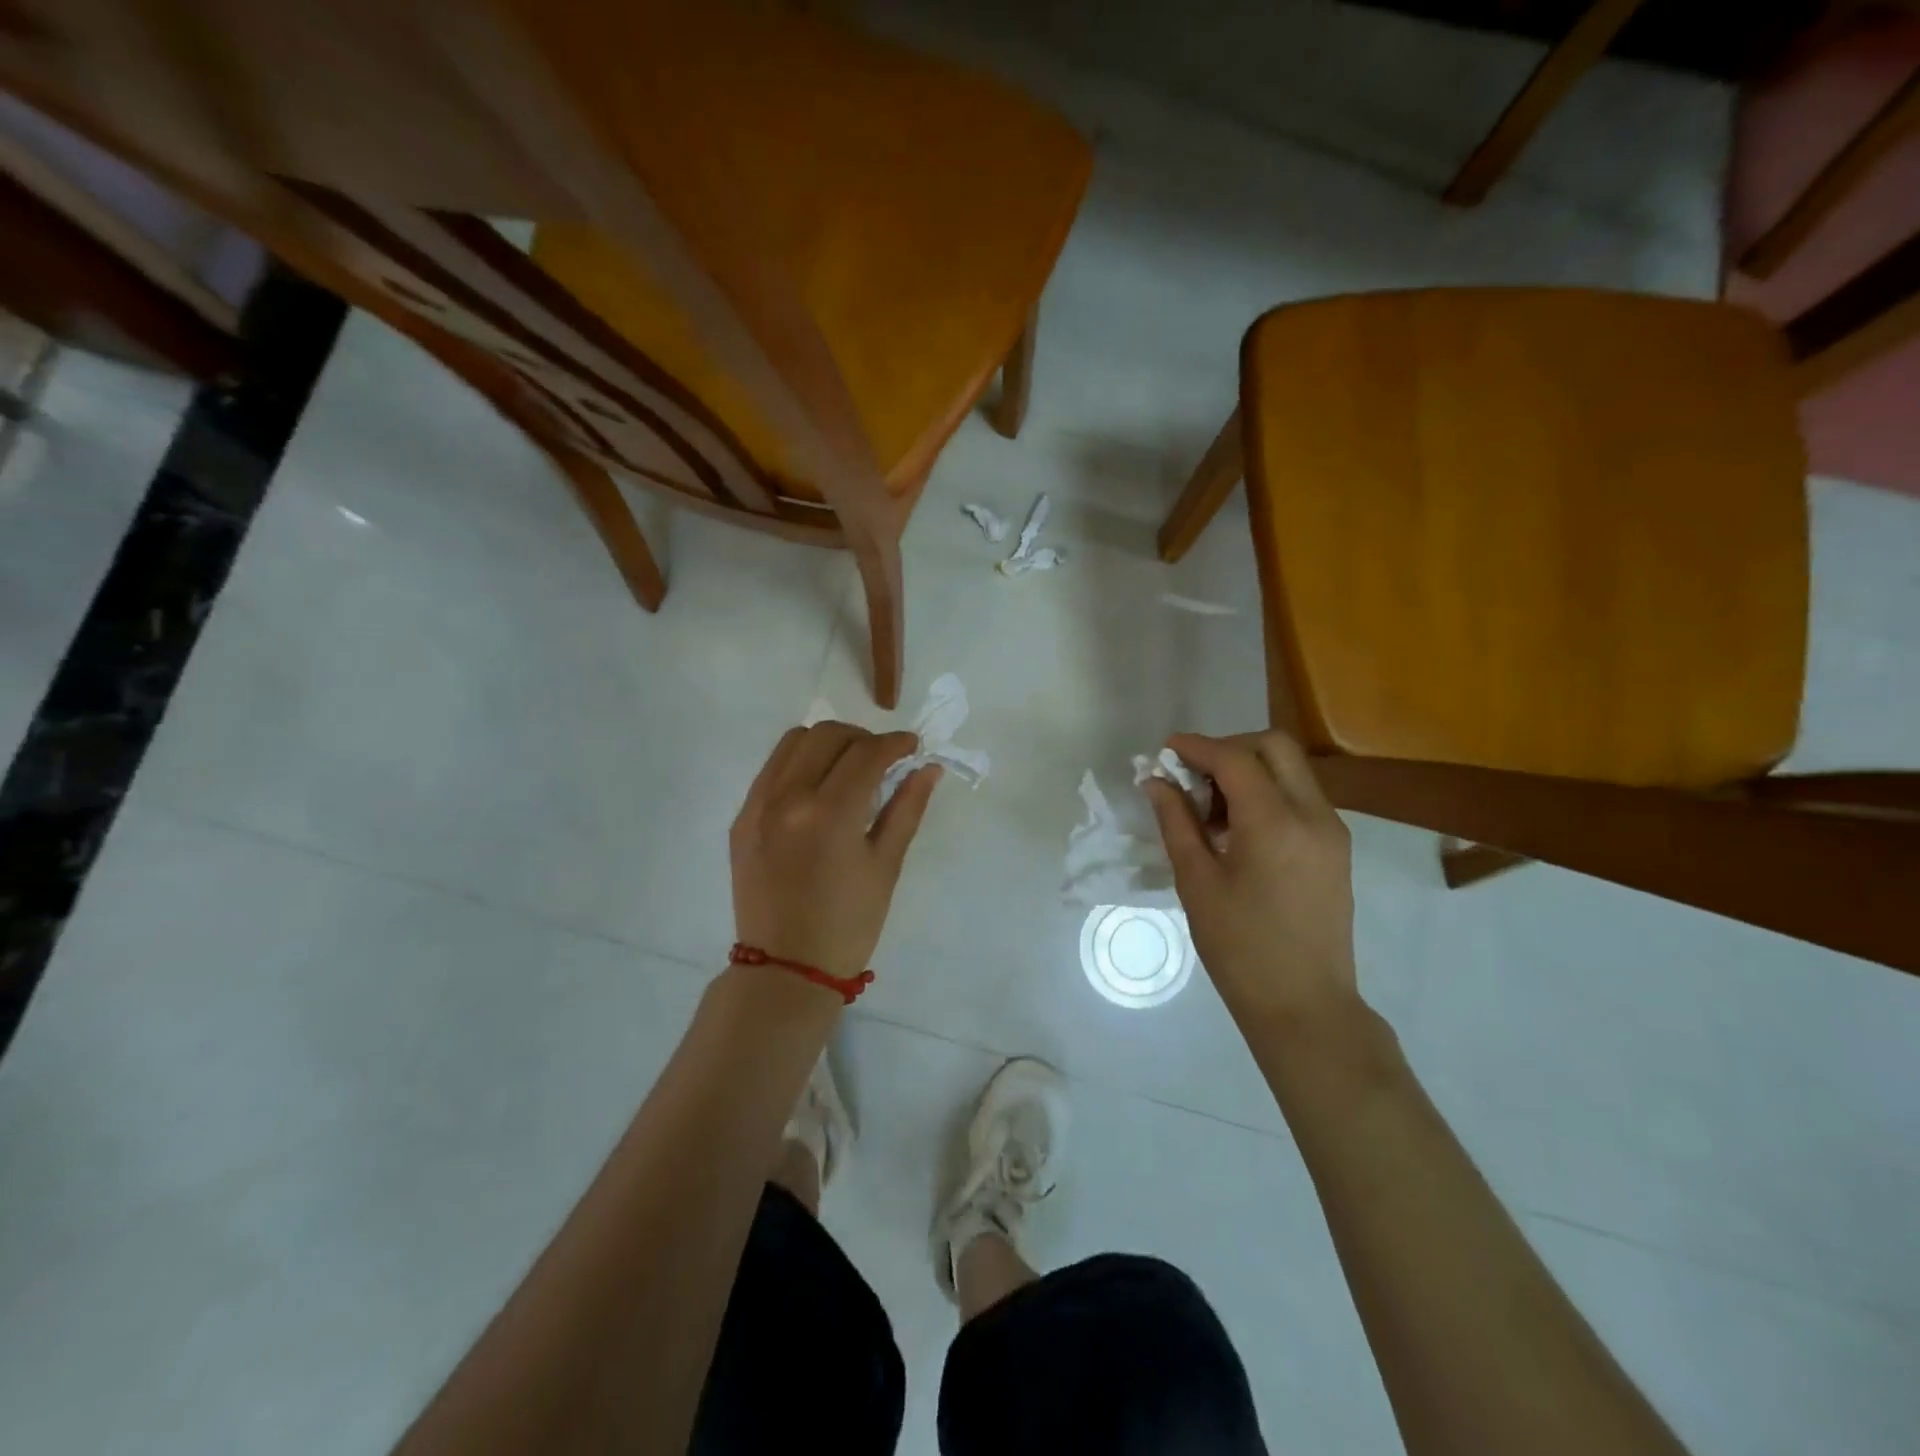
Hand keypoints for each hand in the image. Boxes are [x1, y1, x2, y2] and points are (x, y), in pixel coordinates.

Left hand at [730, 721, 941, 981]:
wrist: (786, 970)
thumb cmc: (848, 925)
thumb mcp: (886, 865)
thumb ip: (907, 808)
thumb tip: (927, 767)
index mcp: (829, 814)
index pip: (866, 753)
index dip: (895, 743)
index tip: (913, 747)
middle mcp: (787, 798)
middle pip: (827, 734)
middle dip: (862, 738)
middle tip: (882, 760)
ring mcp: (757, 806)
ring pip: (793, 742)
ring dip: (828, 743)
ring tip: (848, 768)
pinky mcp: (741, 818)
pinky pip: (772, 769)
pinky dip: (799, 763)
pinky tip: (817, 789)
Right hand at [1142, 730, 1357, 1029]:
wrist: (1304, 1004)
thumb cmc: (1240, 947)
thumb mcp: (1196, 882)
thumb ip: (1176, 822)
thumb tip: (1156, 781)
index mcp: (1275, 822)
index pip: (1234, 758)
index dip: (1196, 746)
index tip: (1165, 750)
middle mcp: (1312, 814)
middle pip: (1274, 747)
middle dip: (1229, 748)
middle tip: (1192, 774)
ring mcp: (1331, 830)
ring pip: (1291, 769)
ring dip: (1249, 770)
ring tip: (1210, 809)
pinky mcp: (1335, 848)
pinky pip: (1300, 797)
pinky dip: (1267, 793)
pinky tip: (1238, 829)